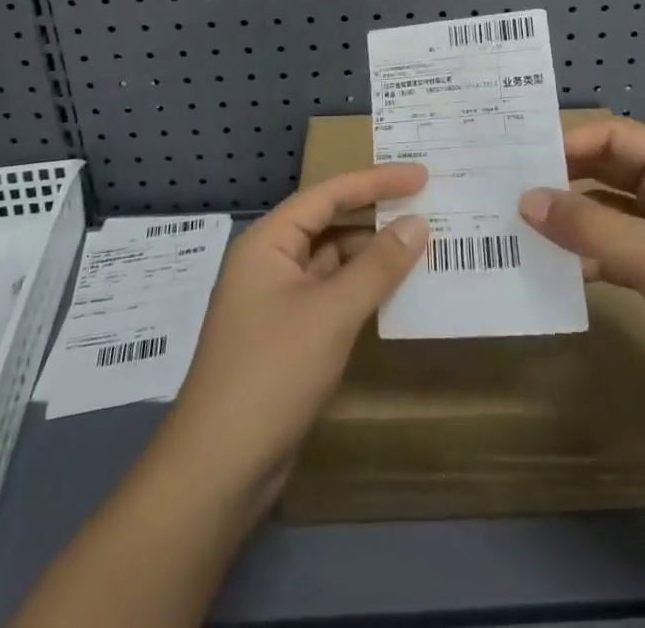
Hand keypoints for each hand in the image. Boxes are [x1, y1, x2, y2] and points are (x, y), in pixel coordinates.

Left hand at [157, 164, 428, 507]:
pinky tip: (394, 293)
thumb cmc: (272, 373)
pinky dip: (361, 289)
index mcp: (269, 241)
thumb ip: (377, 266)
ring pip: (332, 262)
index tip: (421, 175)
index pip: (329, 193)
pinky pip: (330, 295)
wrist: (218, 469)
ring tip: (421, 246)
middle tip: (425, 205)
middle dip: (375, 214)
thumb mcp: (331, 313)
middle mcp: (269, 261)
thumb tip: (417, 222)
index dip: (377, 180)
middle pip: (329, 222)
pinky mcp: (286, 336)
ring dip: (371, 255)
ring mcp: (276, 300)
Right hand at [519, 116, 644, 429]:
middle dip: (566, 178)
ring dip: (573, 217)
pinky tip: (555, 266)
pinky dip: (587, 253)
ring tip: (522, 224)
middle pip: (610, 170)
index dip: (572, 142)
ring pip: (610, 211)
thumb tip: (526, 200)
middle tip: (512, 187)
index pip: (617, 137)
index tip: (525, 160)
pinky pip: (615, 249)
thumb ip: (590, 226)